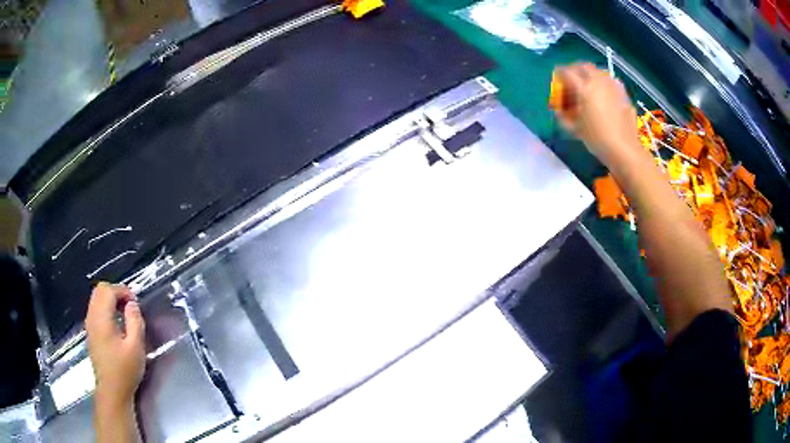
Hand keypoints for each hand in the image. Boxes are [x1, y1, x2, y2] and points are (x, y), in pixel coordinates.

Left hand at [86, 283, 145, 408]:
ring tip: (124, 314)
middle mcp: (92, 317)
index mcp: (102, 318)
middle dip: (115, 292)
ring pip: (96, 299)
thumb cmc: (125, 370)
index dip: (122, 291)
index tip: (135, 303)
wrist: (112, 391)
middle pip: (100, 290)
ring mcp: (89, 325)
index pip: (108, 290)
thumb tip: (132, 304)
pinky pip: (95, 310)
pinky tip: (116, 324)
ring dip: (110, 300)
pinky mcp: (90, 333)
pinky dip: (106, 309)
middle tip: (130, 306)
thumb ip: (135, 321)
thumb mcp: (136, 347)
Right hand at [553, 63, 640, 167]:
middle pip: (584, 66)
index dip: (559, 73)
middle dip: (575, 70)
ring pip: (599, 71)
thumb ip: (564, 117)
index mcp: (584, 88)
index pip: (567, 72)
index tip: (557, 77)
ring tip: (589, 85)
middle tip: (572, 78)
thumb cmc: (597, 139)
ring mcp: (613, 86)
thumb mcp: (576, 129)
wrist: (624, 149)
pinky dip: (604, 83)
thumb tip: (558, 111)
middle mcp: (598, 81)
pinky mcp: (623, 94)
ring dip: (591, 75)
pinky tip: (605, 95)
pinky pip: (611, 81)